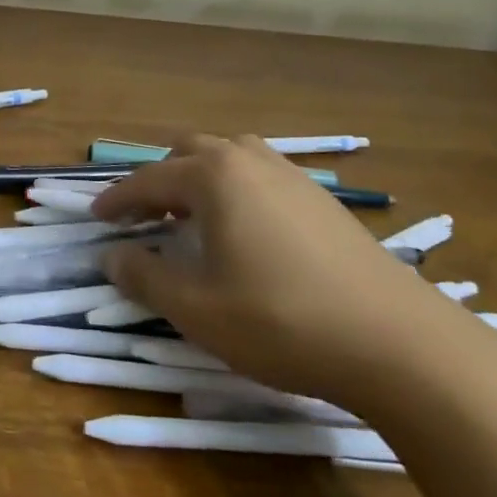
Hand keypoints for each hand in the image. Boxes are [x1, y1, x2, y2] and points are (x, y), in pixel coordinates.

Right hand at [90, 134, 484, 407]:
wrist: (400, 343)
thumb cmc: (281, 321)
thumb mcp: (197, 308)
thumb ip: (144, 276)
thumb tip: (111, 256)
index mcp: (213, 176)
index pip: (148, 179)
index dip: (117, 200)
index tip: (96, 218)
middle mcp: (250, 161)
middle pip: (188, 153)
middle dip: (158, 180)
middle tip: (143, 217)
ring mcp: (293, 176)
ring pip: (230, 157)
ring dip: (199, 179)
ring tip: (192, 218)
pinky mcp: (323, 201)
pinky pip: (261, 176)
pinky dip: (235, 190)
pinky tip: (244, 231)